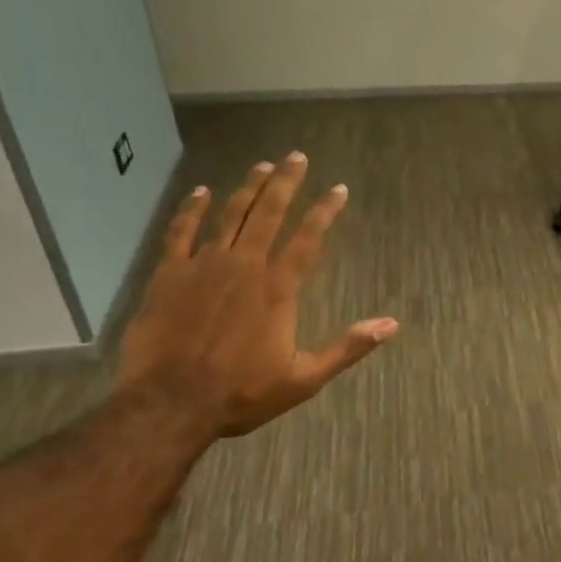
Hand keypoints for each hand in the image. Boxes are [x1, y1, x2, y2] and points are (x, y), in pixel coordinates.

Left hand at [117, 153, 397, 440]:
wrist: (170, 404)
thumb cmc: (242, 393)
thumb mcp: (305, 378)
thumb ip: (348, 347)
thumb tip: (391, 325)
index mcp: (278, 288)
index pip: (308, 238)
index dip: (325, 211)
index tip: (338, 189)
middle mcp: (244, 266)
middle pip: (269, 213)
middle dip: (286, 183)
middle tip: (296, 157)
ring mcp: (204, 266)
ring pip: (230, 215)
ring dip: (248, 188)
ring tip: (262, 165)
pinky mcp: (169, 275)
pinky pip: (181, 233)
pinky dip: (192, 210)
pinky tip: (201, 192)